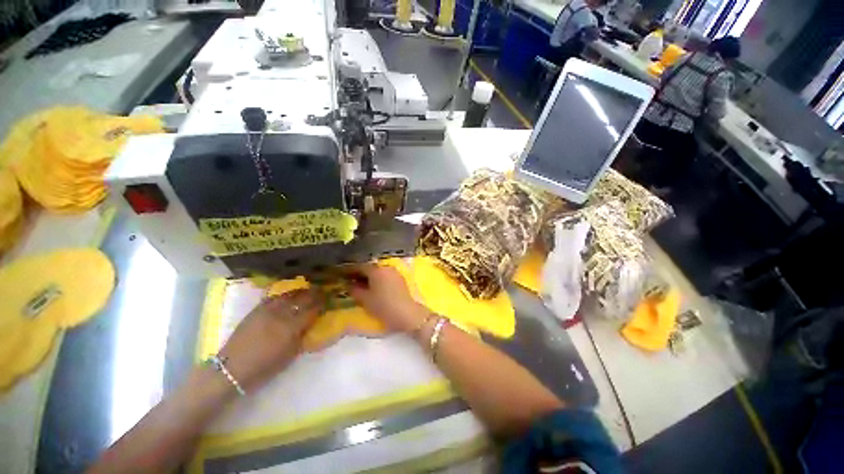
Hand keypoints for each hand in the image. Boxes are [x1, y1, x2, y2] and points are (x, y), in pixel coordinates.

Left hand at [218, 289, 324, 390]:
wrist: (232, 369)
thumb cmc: (264, 367)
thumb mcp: (290, 355)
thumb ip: (302, 337)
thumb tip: (310, 324)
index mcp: (291, 328)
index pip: (312, 310)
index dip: (321, 304)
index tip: (327, 300)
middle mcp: (281, 315)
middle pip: (302, 299)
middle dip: (314, 294)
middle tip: (321, 291)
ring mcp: (268, 310)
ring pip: (288, 295)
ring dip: (300, 291)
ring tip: (307, 290)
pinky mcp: (256, 310)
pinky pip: (274, 297)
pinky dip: (284, 295)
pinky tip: (288, 295)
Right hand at [346, 263, 428, 332]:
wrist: (407, 314)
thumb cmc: (383, 306)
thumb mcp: (365, 300)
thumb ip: (355, 290)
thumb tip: (349, 284)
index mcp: (376, 270)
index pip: (360, 266)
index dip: (349, 270)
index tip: (341, 274)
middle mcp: (386, 267)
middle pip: (370, 267)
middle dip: (359, 273)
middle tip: (350, 280)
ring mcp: (394, 272)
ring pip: (378, 271)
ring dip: (369, 276)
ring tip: (361, 284)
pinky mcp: (400, 278)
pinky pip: (385, 275)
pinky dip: (378, 279)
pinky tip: (374, 287)